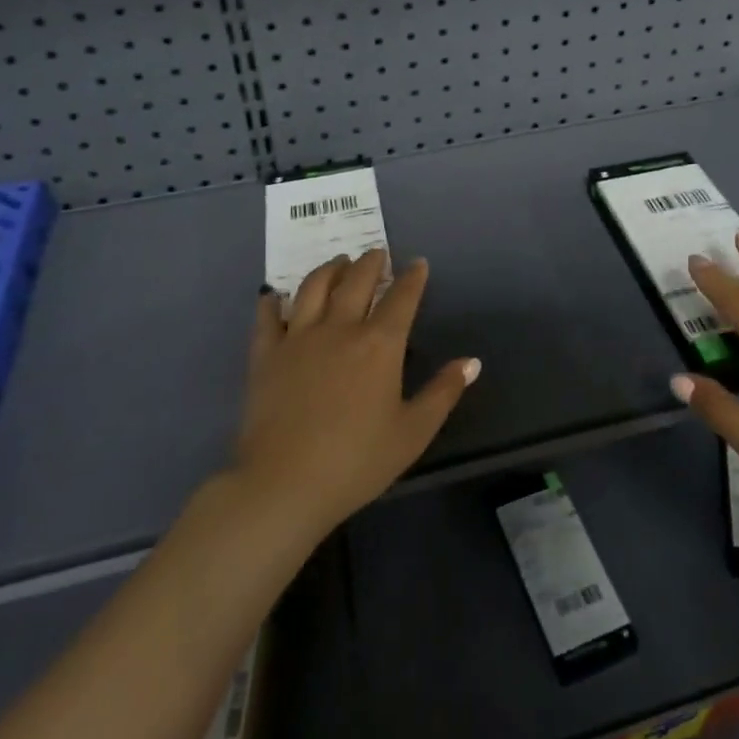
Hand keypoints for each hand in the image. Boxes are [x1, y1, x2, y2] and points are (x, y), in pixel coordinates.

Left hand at [236, 249, 478, 536]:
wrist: (284, 484)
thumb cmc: (357, 462)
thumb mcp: (413, 433)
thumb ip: (443, 392)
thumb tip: (472, 362)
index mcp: (380, 344)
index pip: (402, 298)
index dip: (413, 278)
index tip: (418, 264)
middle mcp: (340, 328)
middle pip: (357, 281)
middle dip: (371, 262)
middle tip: (377, 254)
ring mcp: (298, 337)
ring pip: (314, 287)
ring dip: (330, 269)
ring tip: (338, 263)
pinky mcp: (265, 354)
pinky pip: (267, 316)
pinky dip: (272, 301)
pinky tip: (274, 295)